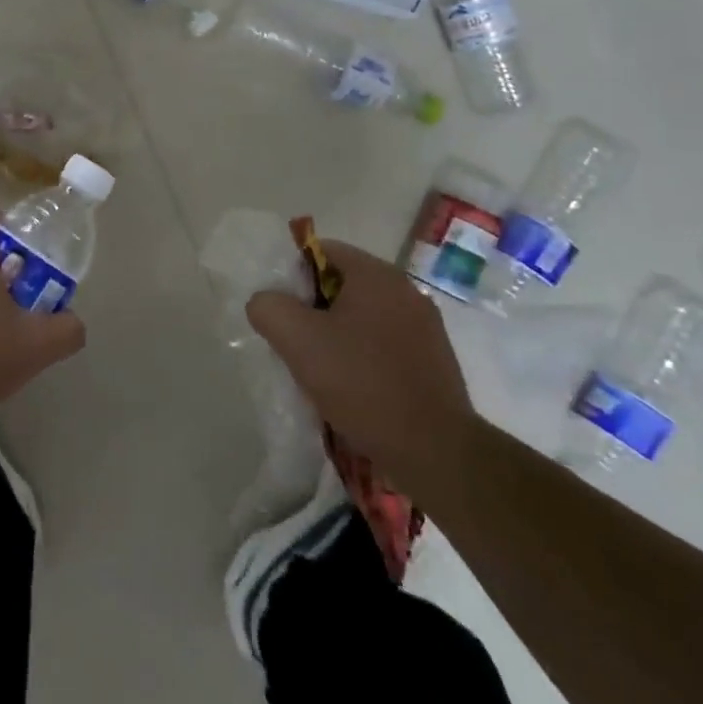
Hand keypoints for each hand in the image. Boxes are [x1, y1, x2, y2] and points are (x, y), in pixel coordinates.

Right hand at [246, 237, 474, 486]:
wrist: (436, 453)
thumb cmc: (362, 383)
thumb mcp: (296, 339)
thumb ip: (268, 306)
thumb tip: (266, 302)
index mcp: (377, 275)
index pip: (321, 250)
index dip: (292, 274)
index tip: (281, 308)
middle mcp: (406, 291)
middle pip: (341, 283)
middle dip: (312, 307)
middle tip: (294, 340)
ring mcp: (425, 327)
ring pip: (362, 316)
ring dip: (336, 334)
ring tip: (319, 369)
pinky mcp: (434, 361)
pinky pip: (383, 343)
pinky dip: (362, 356)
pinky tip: (351, 387)